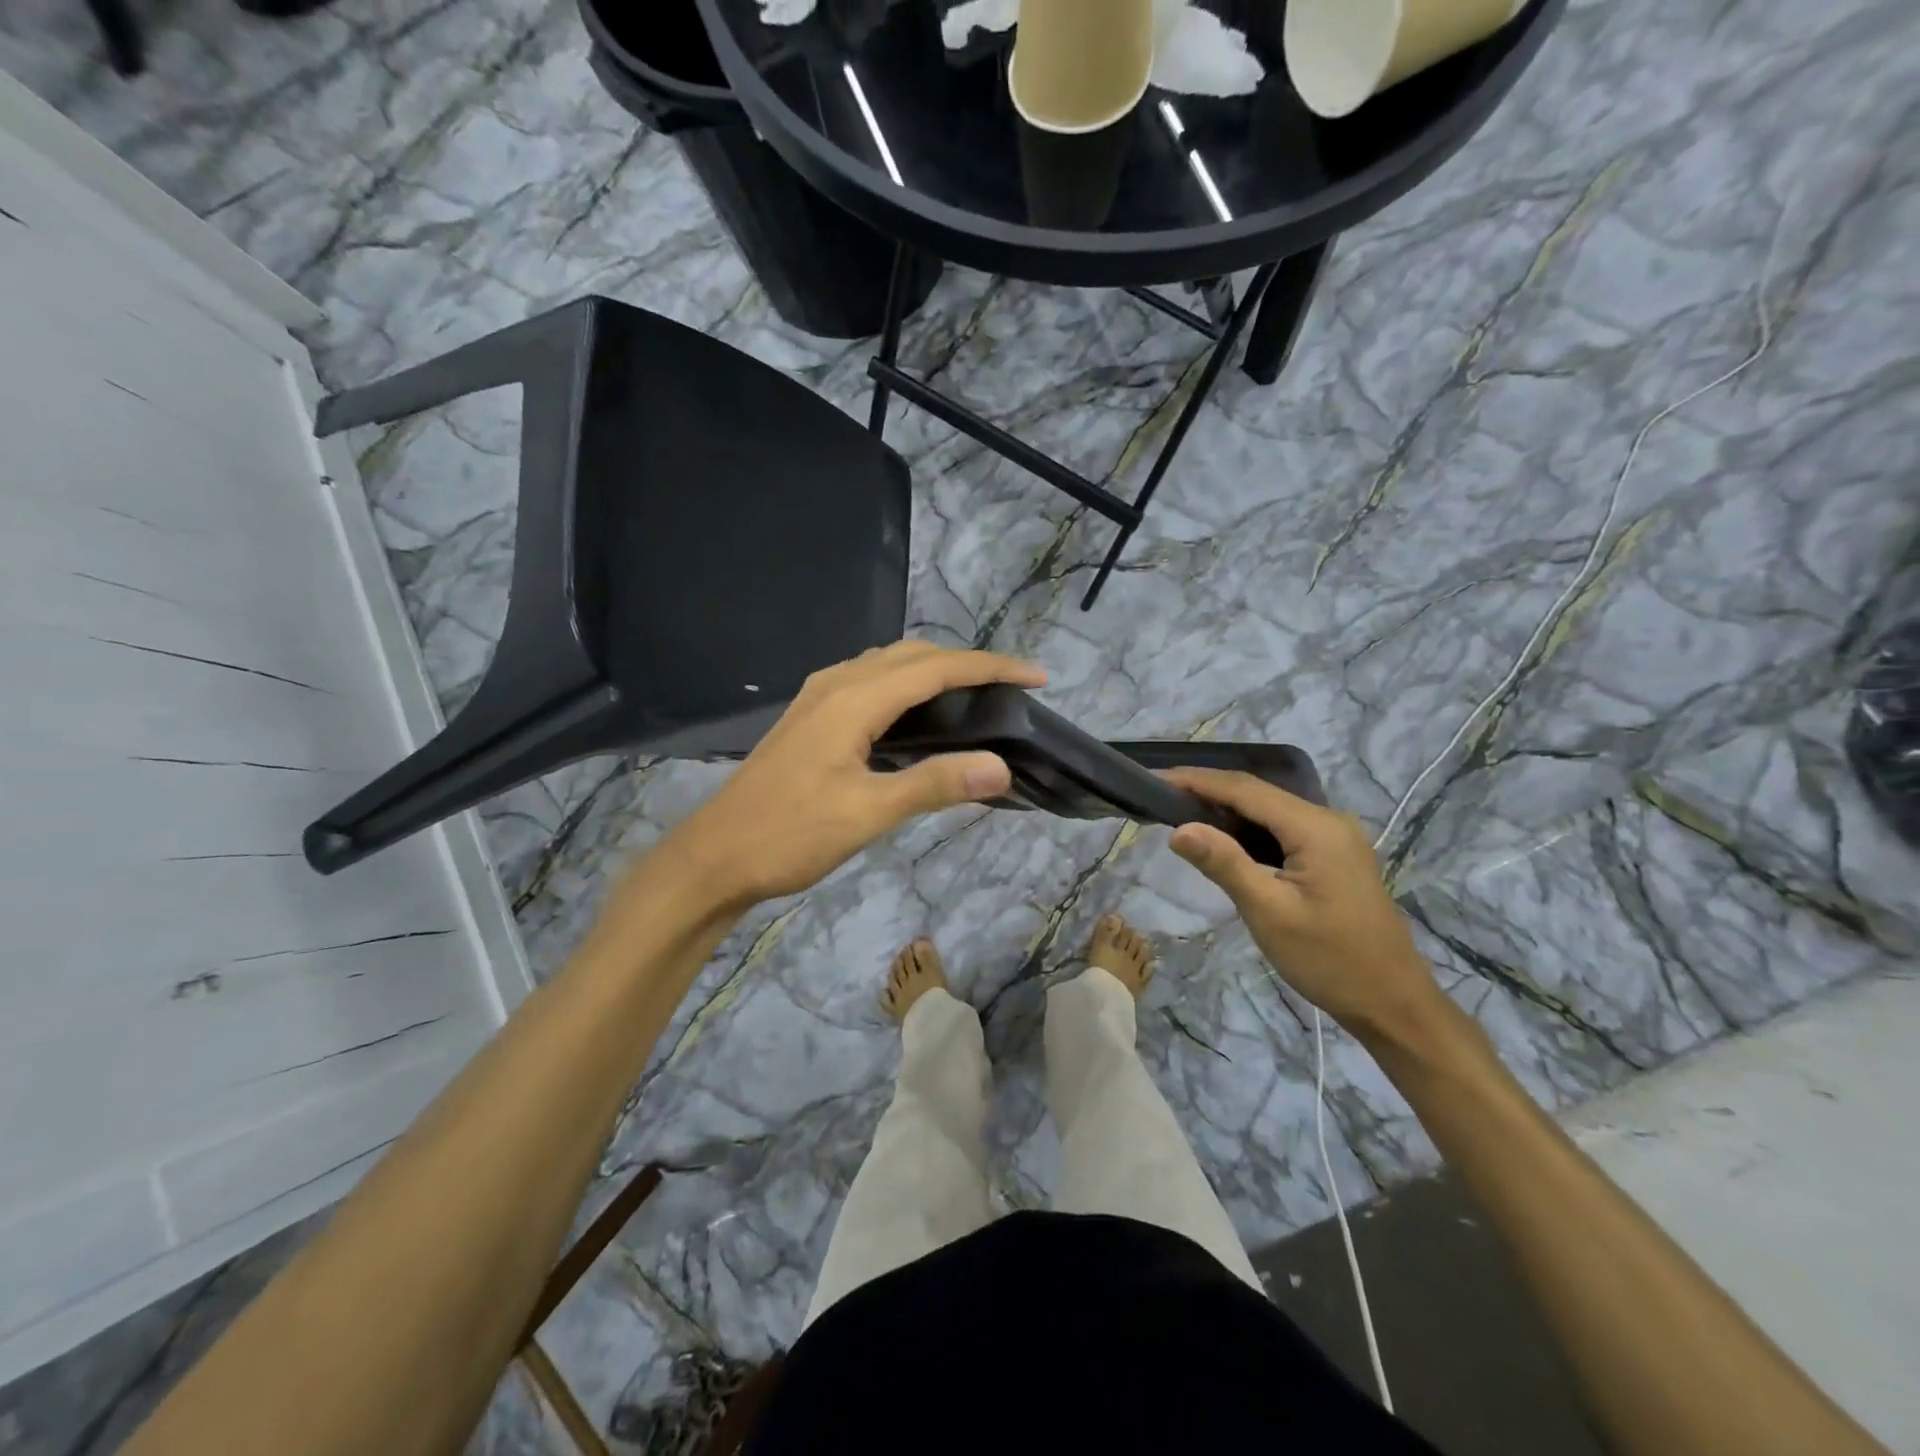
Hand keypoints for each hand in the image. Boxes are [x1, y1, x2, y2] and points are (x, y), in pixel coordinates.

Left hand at [665, 642, 1046, 907]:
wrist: (714, 857)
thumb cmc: (789, 835)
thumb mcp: (867, 813)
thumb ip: (934, 784)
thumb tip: (1000, 766)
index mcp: (853, 700)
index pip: (936, 667)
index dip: (990, 667)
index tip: (1036, 676)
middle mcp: (836, 684)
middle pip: (912, 654)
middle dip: (966, 662)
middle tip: (1010, 688)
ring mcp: (818, 698)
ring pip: (888, 664)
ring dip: (934, 669)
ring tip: (974, 695)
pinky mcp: (810, 717)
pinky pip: (869, 682)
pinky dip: (906, 685)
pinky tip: (916, 716)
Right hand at [1163, 768, 1441, 1038]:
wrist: (1393, 1004)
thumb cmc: (1330, 960)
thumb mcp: (1269, 913)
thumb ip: (1225, 864)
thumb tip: (1178, 829)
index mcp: (1315, 827)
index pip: (1244, 789)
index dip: (1197, 780)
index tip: (1154, 778)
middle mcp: (1328, 820)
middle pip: (1257, 793)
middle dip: (1207, 790)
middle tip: (1158, 795)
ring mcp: (1335, 837)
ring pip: (1268, 810)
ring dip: (1225, 808)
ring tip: (1178, 811)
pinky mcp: (1334, 855)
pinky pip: (1281, 828)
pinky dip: (1246, 827)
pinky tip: (1222, 837)